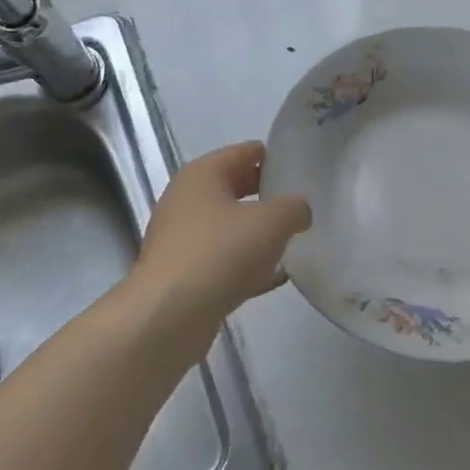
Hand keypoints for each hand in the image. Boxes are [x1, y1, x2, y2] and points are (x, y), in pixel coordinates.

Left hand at [132, 141, 311, 315]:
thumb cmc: (220, 252)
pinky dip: (248, 266)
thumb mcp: (271, 222)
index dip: (271, 155)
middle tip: (300, 201)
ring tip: (293, 238)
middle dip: (266, 194)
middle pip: (234, 189)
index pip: (243, 153)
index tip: (300, 164)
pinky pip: (224, 262)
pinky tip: (277, 277)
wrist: (169, 316)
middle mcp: (186, 201)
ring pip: (229, 228)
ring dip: (257, 233)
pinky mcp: (184, 276)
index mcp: (202, 174)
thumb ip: (294, 208)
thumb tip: (299, 210)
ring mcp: (182, 240)